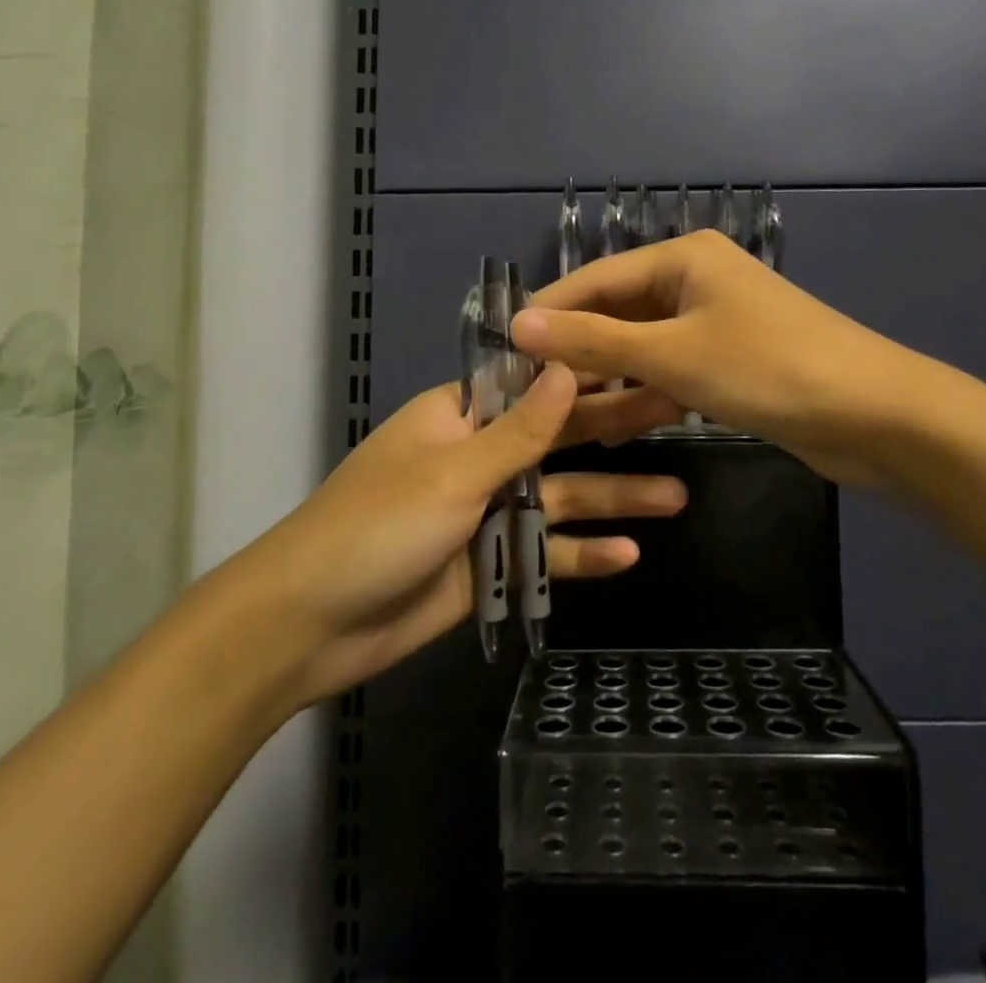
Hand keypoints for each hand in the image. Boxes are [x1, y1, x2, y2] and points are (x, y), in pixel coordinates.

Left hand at [219, 366, 687, 711]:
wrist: (309, 625)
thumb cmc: (377, 527)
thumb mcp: (453, 473)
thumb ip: (520, 431)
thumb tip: (568, 367)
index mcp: (462, 417)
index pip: (535, 382)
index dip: (588, 371)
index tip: (642, 359)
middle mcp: (479, 456)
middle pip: (559, 439)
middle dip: (614, 431)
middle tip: (677, 414)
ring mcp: (486, 512)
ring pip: (561, 498)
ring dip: (614, 499)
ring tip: (676, 496)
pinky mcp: (490, 564)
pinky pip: (544, 552)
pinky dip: (581, 554)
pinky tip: (628, 554)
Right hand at [511, 230, 911, 485]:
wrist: (873, 414)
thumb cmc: (766, 368)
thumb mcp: (671, 354)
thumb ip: (593, 340)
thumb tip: (519, 322)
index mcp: (683, 257)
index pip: (595, 279)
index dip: (550, 313)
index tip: (503, 351)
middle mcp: (696, 279)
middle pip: (619, 313)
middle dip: (579, 353)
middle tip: (530, 395)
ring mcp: (716, 321)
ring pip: (644, 347)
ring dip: (610, 379)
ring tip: (564, 417)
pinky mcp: (731, 360)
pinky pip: (672, 370)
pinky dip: (646, 394)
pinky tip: (616, 428)